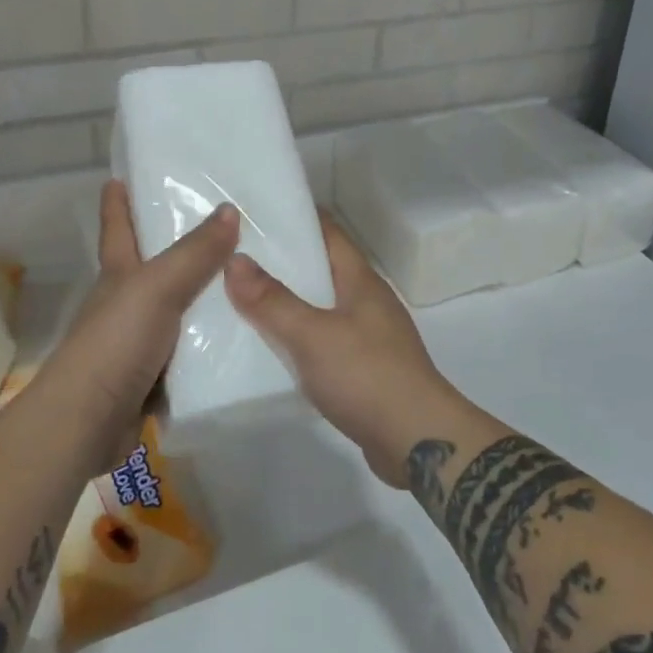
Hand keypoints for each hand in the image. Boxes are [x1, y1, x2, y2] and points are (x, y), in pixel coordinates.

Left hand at [38, 180, 239, 465]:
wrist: (87, 423)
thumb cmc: (115, 342)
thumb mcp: (157, 287)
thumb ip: (194, 252)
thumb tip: (229, 208)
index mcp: (119, 274)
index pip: (117, 227)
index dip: (118, 201)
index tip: (120, 177)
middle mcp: (127, 302)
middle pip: (154, 265)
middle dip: (179, 245)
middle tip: (223, 223)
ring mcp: (140, 341)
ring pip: (179, 309)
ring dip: (205, 297)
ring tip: (249, 278)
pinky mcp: (155, 377)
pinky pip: (191, 350)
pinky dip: (212, 341)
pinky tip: (244, 334)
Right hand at [225, 213, 466, 487]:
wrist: (419, 442)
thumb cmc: (367, 376)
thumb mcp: (313, 335)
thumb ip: (273, 301)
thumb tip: (234, 259)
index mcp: (361, 280)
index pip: (328, 231)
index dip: (296, 217)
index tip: (255, 210)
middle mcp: (367, 301)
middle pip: (322, 268)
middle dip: (283, 260)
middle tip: (234, 254)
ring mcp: (369, 336)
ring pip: (321, 306)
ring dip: (288, 301)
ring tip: (241, 298)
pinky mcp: (365, 369)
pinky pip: (324, 341)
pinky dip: (299, 338)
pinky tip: (270, 348)